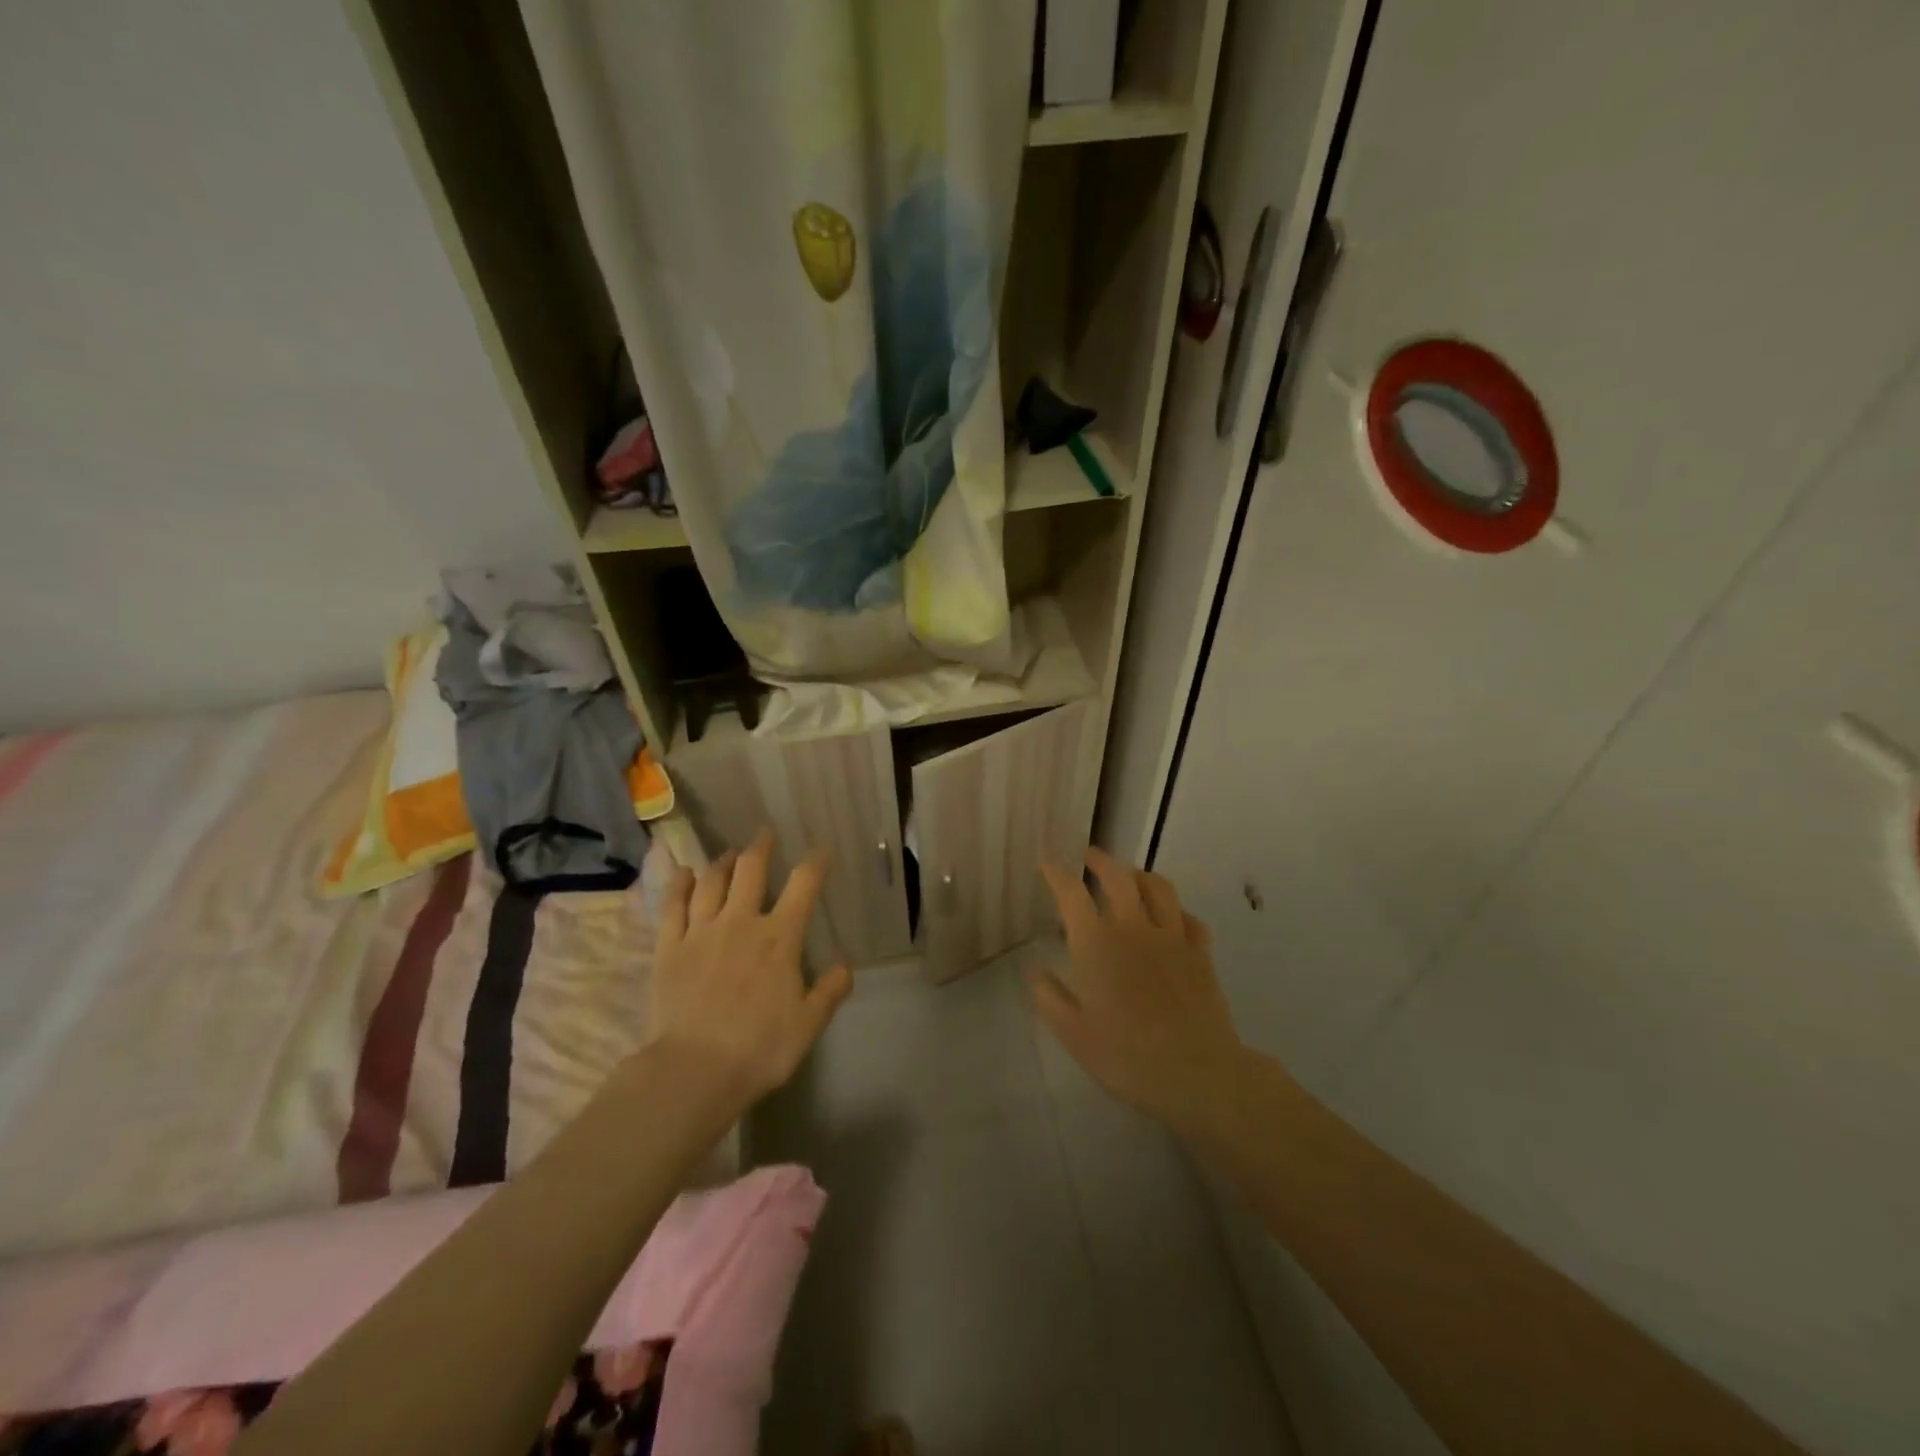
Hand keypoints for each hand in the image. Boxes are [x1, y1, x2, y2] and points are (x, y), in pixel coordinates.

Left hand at [648, 829, 852, 1108]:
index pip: (803, 885)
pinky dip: (679, 884)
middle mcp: (740, 923)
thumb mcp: (809, 1024)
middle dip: (761, 848)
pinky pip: (672, 906)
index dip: (816, 862)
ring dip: (722, 862)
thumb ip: (830, 990)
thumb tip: (845, 964)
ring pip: (711, 882)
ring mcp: (700, 932)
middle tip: (764, 835)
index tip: (822, 849)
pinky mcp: (669, 948)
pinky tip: (683, 872)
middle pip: (750, 871)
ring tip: (729, 853)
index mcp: (779, 938)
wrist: (694, 1071)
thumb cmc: (759, 1048)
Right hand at [1036, 847, 1245, 1133]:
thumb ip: (1049, 997)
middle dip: (1099, 859)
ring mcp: (1172, 937)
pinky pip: (1190, 918)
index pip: (1072, 893)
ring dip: (1139, 874)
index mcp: (1096, 943)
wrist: (1196, 1072)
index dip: (1056, 873)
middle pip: (1118, 876)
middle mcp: (1133, 928)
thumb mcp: (1072, 1034)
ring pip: (1158, 887)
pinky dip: (1176, 911)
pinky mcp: (1201, 953)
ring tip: (1129, 876)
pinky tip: (1171, 918)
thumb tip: (1036, 970)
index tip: (1047, 862)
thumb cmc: (1126, 1055)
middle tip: (1088, 856)